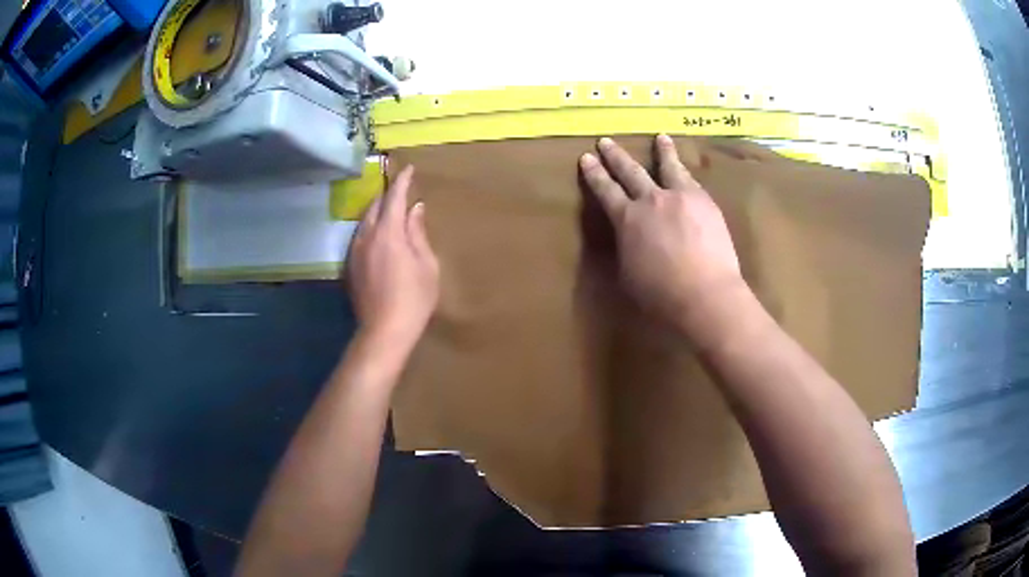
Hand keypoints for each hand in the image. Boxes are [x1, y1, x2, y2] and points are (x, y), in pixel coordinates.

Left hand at [347, 165, 439, 353]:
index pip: (394, 197)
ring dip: (377, 211)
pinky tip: (380, 235)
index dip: (402, 181)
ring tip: (391, 210)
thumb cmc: (414, 298)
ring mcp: (355, 251)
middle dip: (388, 194)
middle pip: (375, 206)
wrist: (384, 330)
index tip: (409, 168)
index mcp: (389, 233)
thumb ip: (418, 232)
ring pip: (364, 221)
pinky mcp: (350, 265)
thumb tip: (416, 209)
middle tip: (401, 189)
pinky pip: (360, 236)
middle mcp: (367, 236)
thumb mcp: (426, 264)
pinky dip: (371, 227)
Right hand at [580, 135, 744, 333]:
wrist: (705, 294)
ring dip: (661, 150)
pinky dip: (684, 170)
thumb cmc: (661, 294)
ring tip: (660, 137)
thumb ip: (626, 248)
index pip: (605, 190)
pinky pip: (691, 179)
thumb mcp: (628, 273)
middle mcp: (651, 200)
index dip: (594, 174)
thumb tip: (629, 237)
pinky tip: (685, 168)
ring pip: (668, 166)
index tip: (586, 158)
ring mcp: (680, 197)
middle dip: (616, 156)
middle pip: (630, 171)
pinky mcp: (704, 201)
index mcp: (626, 219)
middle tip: (605, 141)